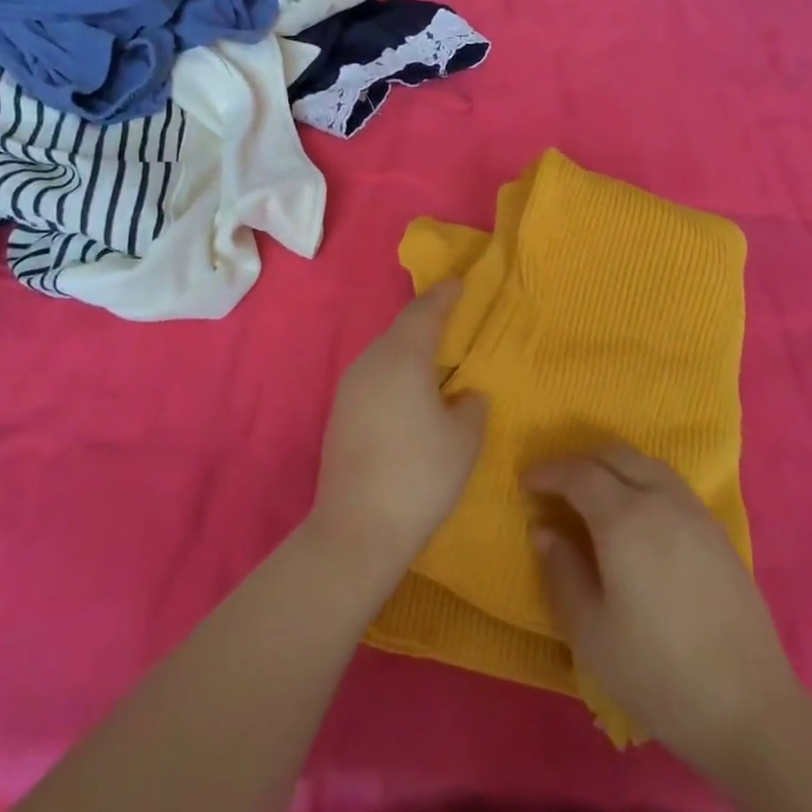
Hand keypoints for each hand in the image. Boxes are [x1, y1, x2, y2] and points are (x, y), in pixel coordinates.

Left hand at [311, 283, 486, 577]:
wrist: (358, 527)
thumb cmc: (420, 475)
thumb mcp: (464, 440)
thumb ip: (471, 407)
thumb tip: (465, 396)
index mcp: (402, 357)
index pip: (424, 312)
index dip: (444, 295)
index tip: (459, 283)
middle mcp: (371, 362)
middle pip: (400, 329)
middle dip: (426, 320)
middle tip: (451, 317)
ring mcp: (349, 388)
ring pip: (384, 353)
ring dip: (408, 349)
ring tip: (434, 356)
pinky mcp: (340, 413)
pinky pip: (373, 376)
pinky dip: (394, 373)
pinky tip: (408, 393)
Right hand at [524, 445, 799, 775]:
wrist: (749, 708)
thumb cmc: (657, 672)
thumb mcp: (590, 631)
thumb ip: (560, 571)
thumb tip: (543, 529)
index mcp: (623, 518)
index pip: (578, 473)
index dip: (548, 472)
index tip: (526, 482)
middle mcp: (660, 500)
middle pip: (614, 455)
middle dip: (579, 461)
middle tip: (556, 486)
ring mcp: (694, 512)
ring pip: (646, 464)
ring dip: (613, 467)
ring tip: (594, 495)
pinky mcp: (717, 532)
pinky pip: (670, 484)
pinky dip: (641, 481)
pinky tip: (637, 517)